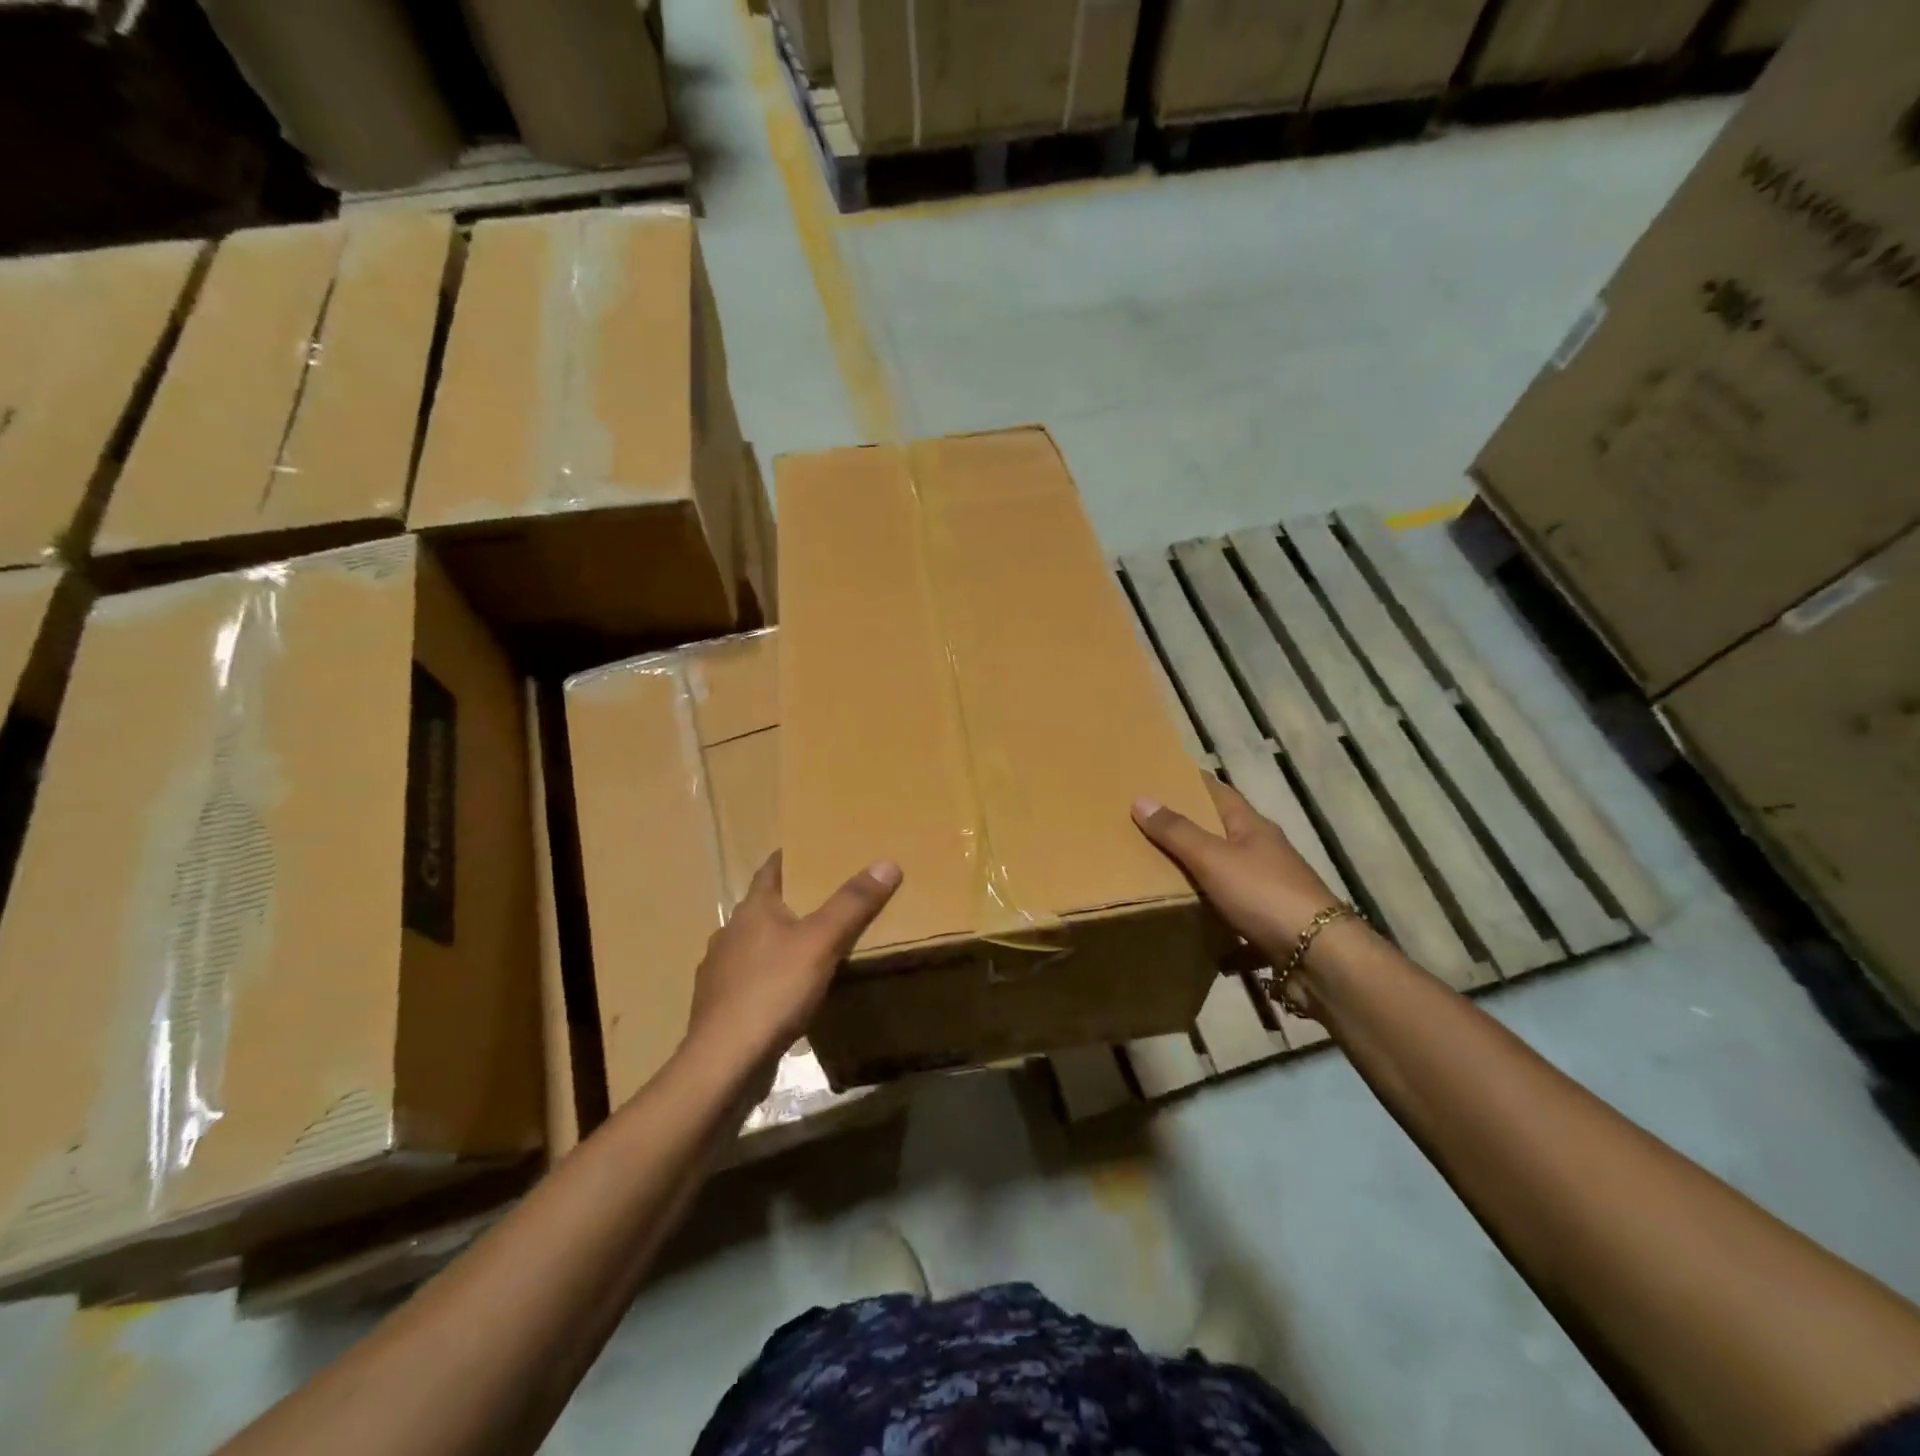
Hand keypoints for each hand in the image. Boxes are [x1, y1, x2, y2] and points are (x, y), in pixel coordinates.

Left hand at [687, 852, 901, 1068]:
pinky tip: (790, 992)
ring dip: (781, 942)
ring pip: (756, 945)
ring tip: (814, 947)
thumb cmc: (773, 990)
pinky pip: (752, 980)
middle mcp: (730, 933)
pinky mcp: (720, 1006)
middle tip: (829, 898)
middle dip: (793, 901)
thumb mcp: (822, 942)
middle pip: (764, 907)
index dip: (792, 857)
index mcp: (751, 909)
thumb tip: (887, 863)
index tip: (815, 849)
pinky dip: (771, 977)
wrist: (725, 1062)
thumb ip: (853, 903)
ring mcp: (720, 972)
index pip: (771, 869)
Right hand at [1132, 778, 1346, 966]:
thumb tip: (1141, 799)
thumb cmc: (1264, 894)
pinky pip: (1235, 919)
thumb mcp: (1213, 858)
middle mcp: (1264, 853)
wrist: (1319, 957)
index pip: (1219, 792)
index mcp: (1252, 827)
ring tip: (1160, 877)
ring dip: (1201, 877)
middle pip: (1222, 833)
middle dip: (1189, 830)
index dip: (1192, 782)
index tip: (1162, 775)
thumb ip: (1177, 832)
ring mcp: (1270, 890)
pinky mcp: (1271, 925)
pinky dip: (1216, 926)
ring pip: (1228, 876)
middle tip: (1147, 827)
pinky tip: (1194, 934)